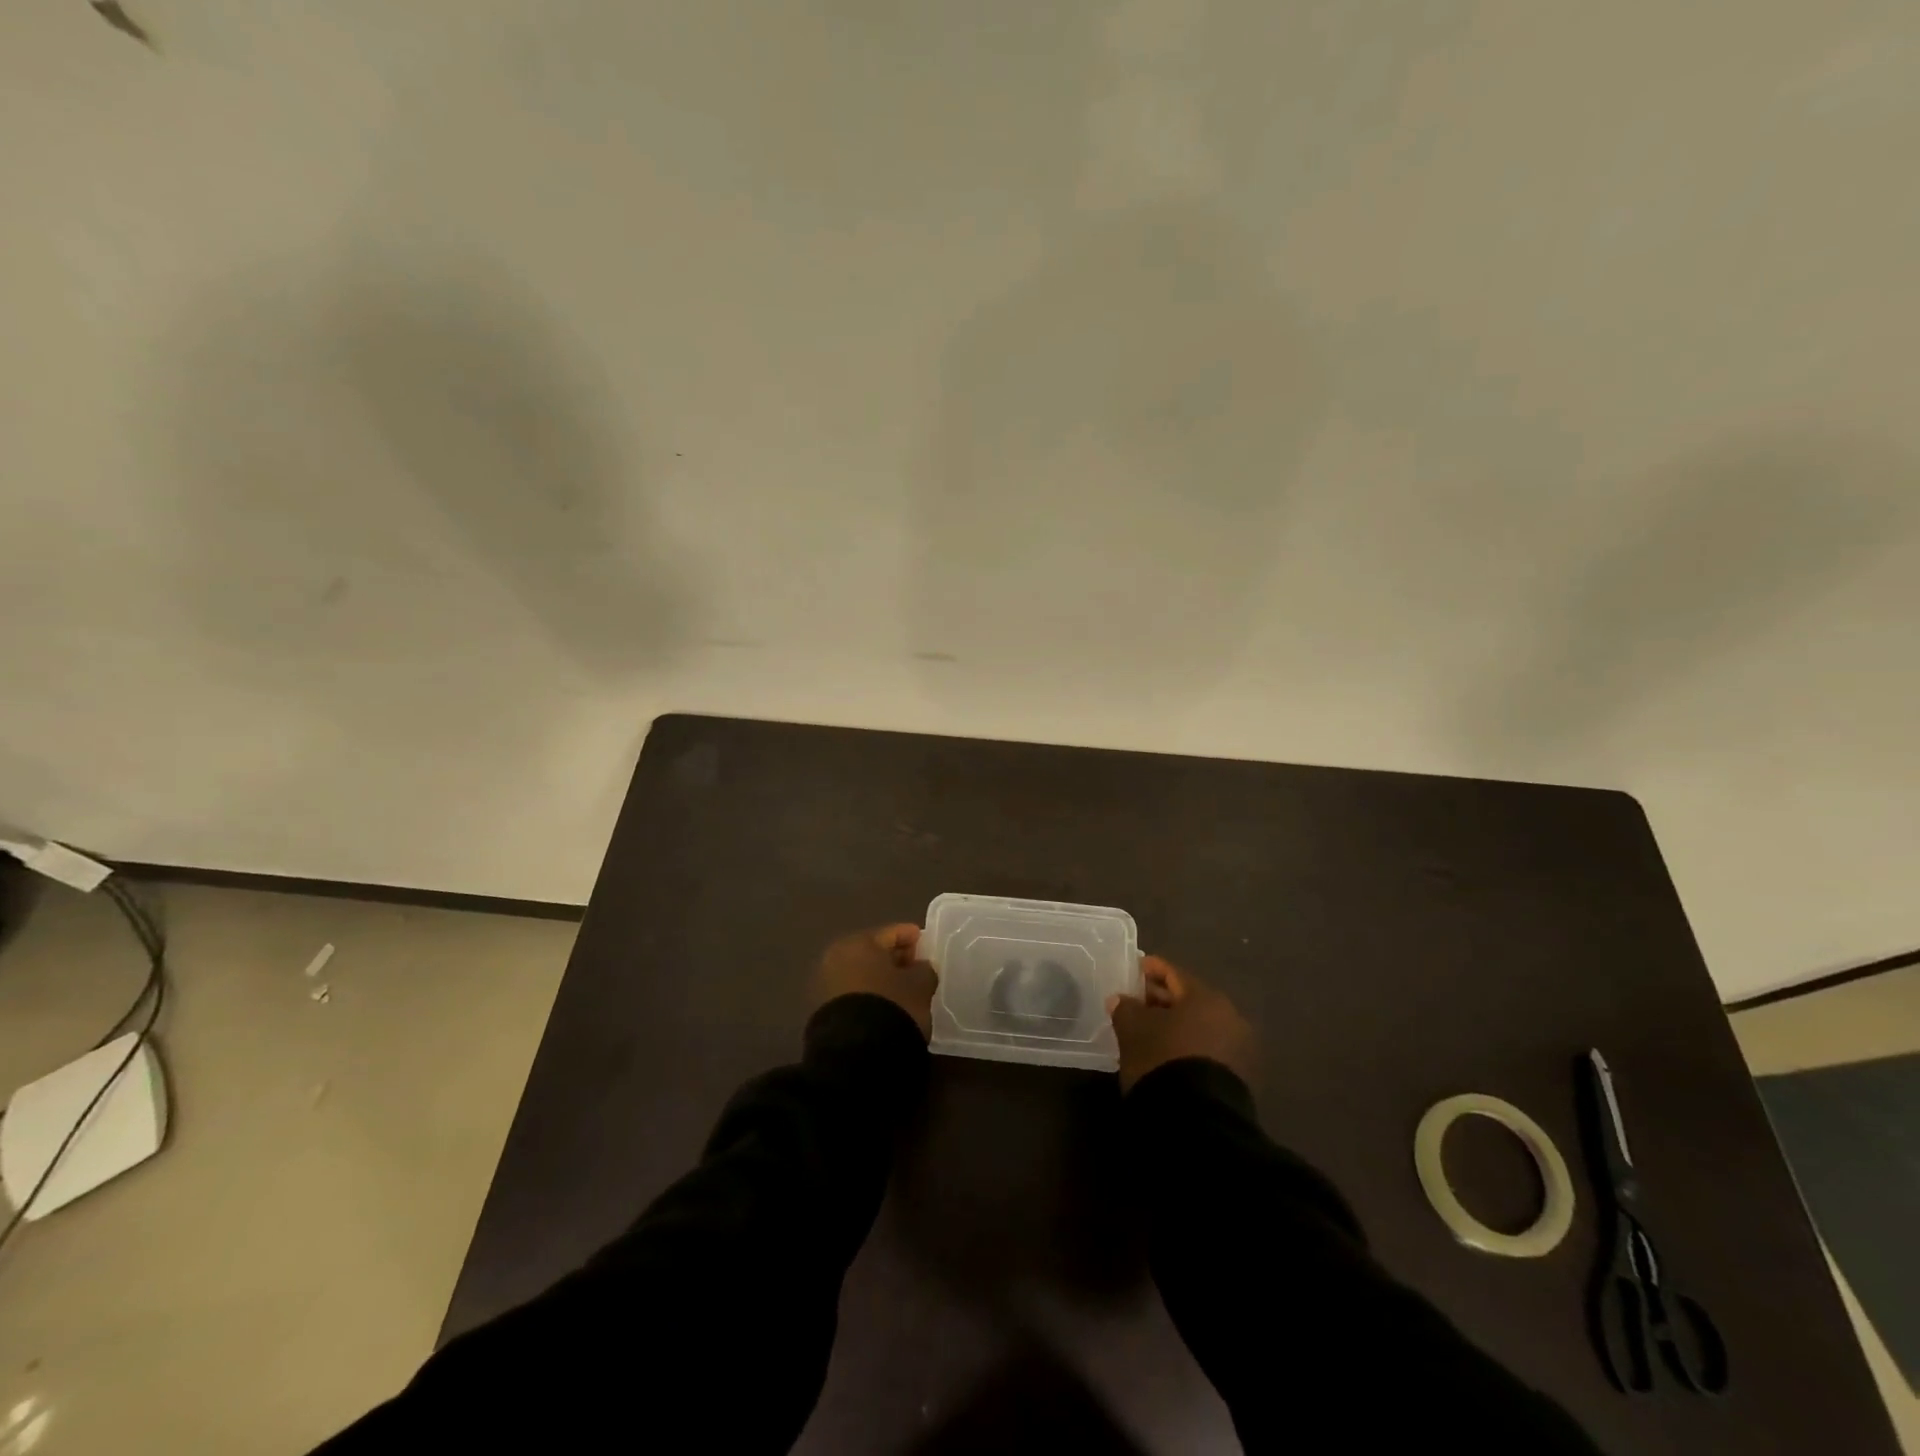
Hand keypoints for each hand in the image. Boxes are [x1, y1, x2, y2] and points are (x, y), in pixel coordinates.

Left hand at [813, 924, 938, 1038]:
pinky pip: (853, 994)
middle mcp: (836, 957)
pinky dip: (869, 995)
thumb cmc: (892, 1005)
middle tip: (916, 968)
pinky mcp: (823, 1011)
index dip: (911, 937)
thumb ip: (924, 970)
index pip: (890, 933)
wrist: (856, 1053)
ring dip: (880, 979)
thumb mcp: (920, 985)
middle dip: (894, 959)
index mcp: (858, 943)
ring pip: (861, 975)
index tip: (925, 944)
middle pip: (872, 953)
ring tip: (902, 991)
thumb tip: (920, 967)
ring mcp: (825, 985)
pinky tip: (885, 1006)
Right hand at [1107, 955, 1255, 1092]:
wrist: (1198, 1121)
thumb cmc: (1163, 1059)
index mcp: (1206, 997)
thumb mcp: (1133, 1029)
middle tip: (1137, 1001)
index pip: (1174, 973)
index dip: (1152, 969)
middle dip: (1162, 999)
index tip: (1135, 968)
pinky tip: (1167, 1055)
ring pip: (1199, 1027)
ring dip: (1175, 1026)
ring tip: (1149, 1032)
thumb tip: (1121, 1000)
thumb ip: (1126, 1008)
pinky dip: (1187, 1047)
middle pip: (1189, 1000)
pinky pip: (1207, 1050)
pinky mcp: (1239, 1079)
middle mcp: (1229, 1017)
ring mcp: (1238, 1050)